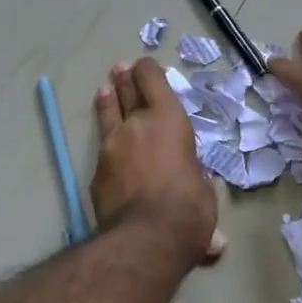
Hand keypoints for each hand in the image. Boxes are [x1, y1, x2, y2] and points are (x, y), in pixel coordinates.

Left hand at [91, 58, 224, 263]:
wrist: (145, 236)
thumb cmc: (189, 208)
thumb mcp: (204, 190)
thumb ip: (197, 187)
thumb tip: (205, 218)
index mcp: (169, 120)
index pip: (153, 81)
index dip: (148, 70)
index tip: (145, 66)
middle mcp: (137, 124)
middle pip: (127, 92)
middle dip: (126, 79)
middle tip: (121, 69)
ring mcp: (112, 145)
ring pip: (108, 114)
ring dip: (108, 102)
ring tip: (105, 91)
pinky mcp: (97, 170)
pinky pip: (103, 147)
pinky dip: (106, 140)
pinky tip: (105, 143)